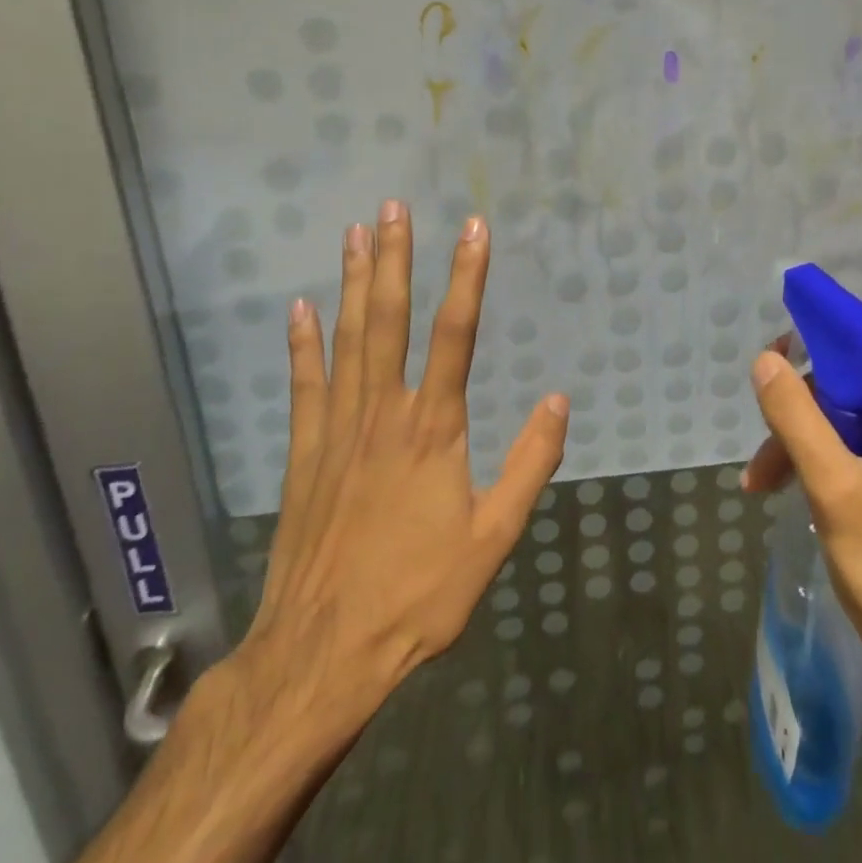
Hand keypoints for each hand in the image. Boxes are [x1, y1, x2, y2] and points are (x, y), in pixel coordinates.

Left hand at [228, 201, 568, 742]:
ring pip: (347, 340)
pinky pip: (305, 386)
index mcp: (433, 429)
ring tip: (354, 234)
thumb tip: (560, 401)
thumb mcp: (493, 539)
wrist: (322, 655)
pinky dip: (303, 345)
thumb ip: (530, 465)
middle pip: (390, 320)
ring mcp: (337, 431)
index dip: (467, 277)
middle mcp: (384, 414)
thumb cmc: (417, 596)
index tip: (474, 229)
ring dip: (353, 283)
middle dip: (395, 258)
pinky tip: (301, 309)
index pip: (456, 334)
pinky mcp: (305, 455)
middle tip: (393, 207)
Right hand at [741, 349, 861, 686]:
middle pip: (852, 393)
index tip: (772, 363)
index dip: (819, 355)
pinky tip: (782, 486)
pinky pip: (852, 450)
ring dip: (800, 446)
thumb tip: (766, 360)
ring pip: (846, 424)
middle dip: (800, 418)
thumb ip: (797, 418)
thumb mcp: (833, 485)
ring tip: (759, 481)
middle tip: (762, 451)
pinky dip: (817, 464)